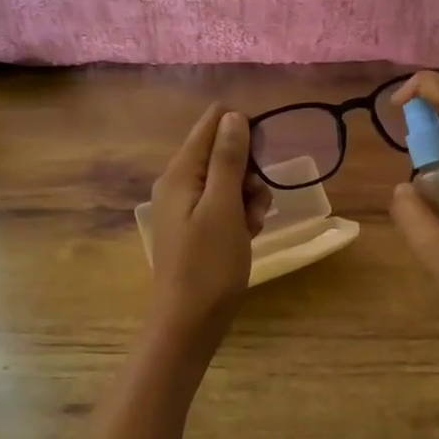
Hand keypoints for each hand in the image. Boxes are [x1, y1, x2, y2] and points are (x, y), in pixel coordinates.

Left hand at [144, 105, 272, 365]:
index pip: (211, 123)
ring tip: (254, 224)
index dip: (242, 132)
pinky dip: (241, 215)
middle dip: (248, 171)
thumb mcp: (224, 206)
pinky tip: (249, 235)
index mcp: (180, 172)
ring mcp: (186, 207)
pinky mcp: (197, 227)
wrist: (189, 323)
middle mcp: (179, 183)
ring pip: (228, 180)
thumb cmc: (208, 264)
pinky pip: (224, 205)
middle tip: (256, 201)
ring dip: (249, 196)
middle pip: (222, 152)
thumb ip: (228, 159)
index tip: (260, 160)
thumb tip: (232, 115)